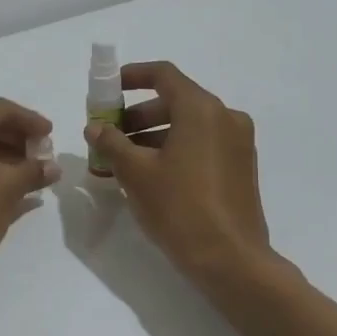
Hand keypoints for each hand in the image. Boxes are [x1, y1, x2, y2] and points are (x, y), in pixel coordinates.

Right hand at [85, 61, 271, 283]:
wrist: (230, 259)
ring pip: (189, 125)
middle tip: (110, 134)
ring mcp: (238, 143)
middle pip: (175, 100)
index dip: (132, 76)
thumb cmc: (180, 207)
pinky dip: (176, 148)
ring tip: (124, 160)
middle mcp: (225, 117)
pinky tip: (152, 175)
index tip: (109, 89)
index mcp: (201, 109)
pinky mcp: (241, 167)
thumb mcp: (136, 173)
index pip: (163, 75)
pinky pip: (202, 144)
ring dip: (154, 134)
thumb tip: (95, 127)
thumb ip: (111, 143)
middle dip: (138, 114)